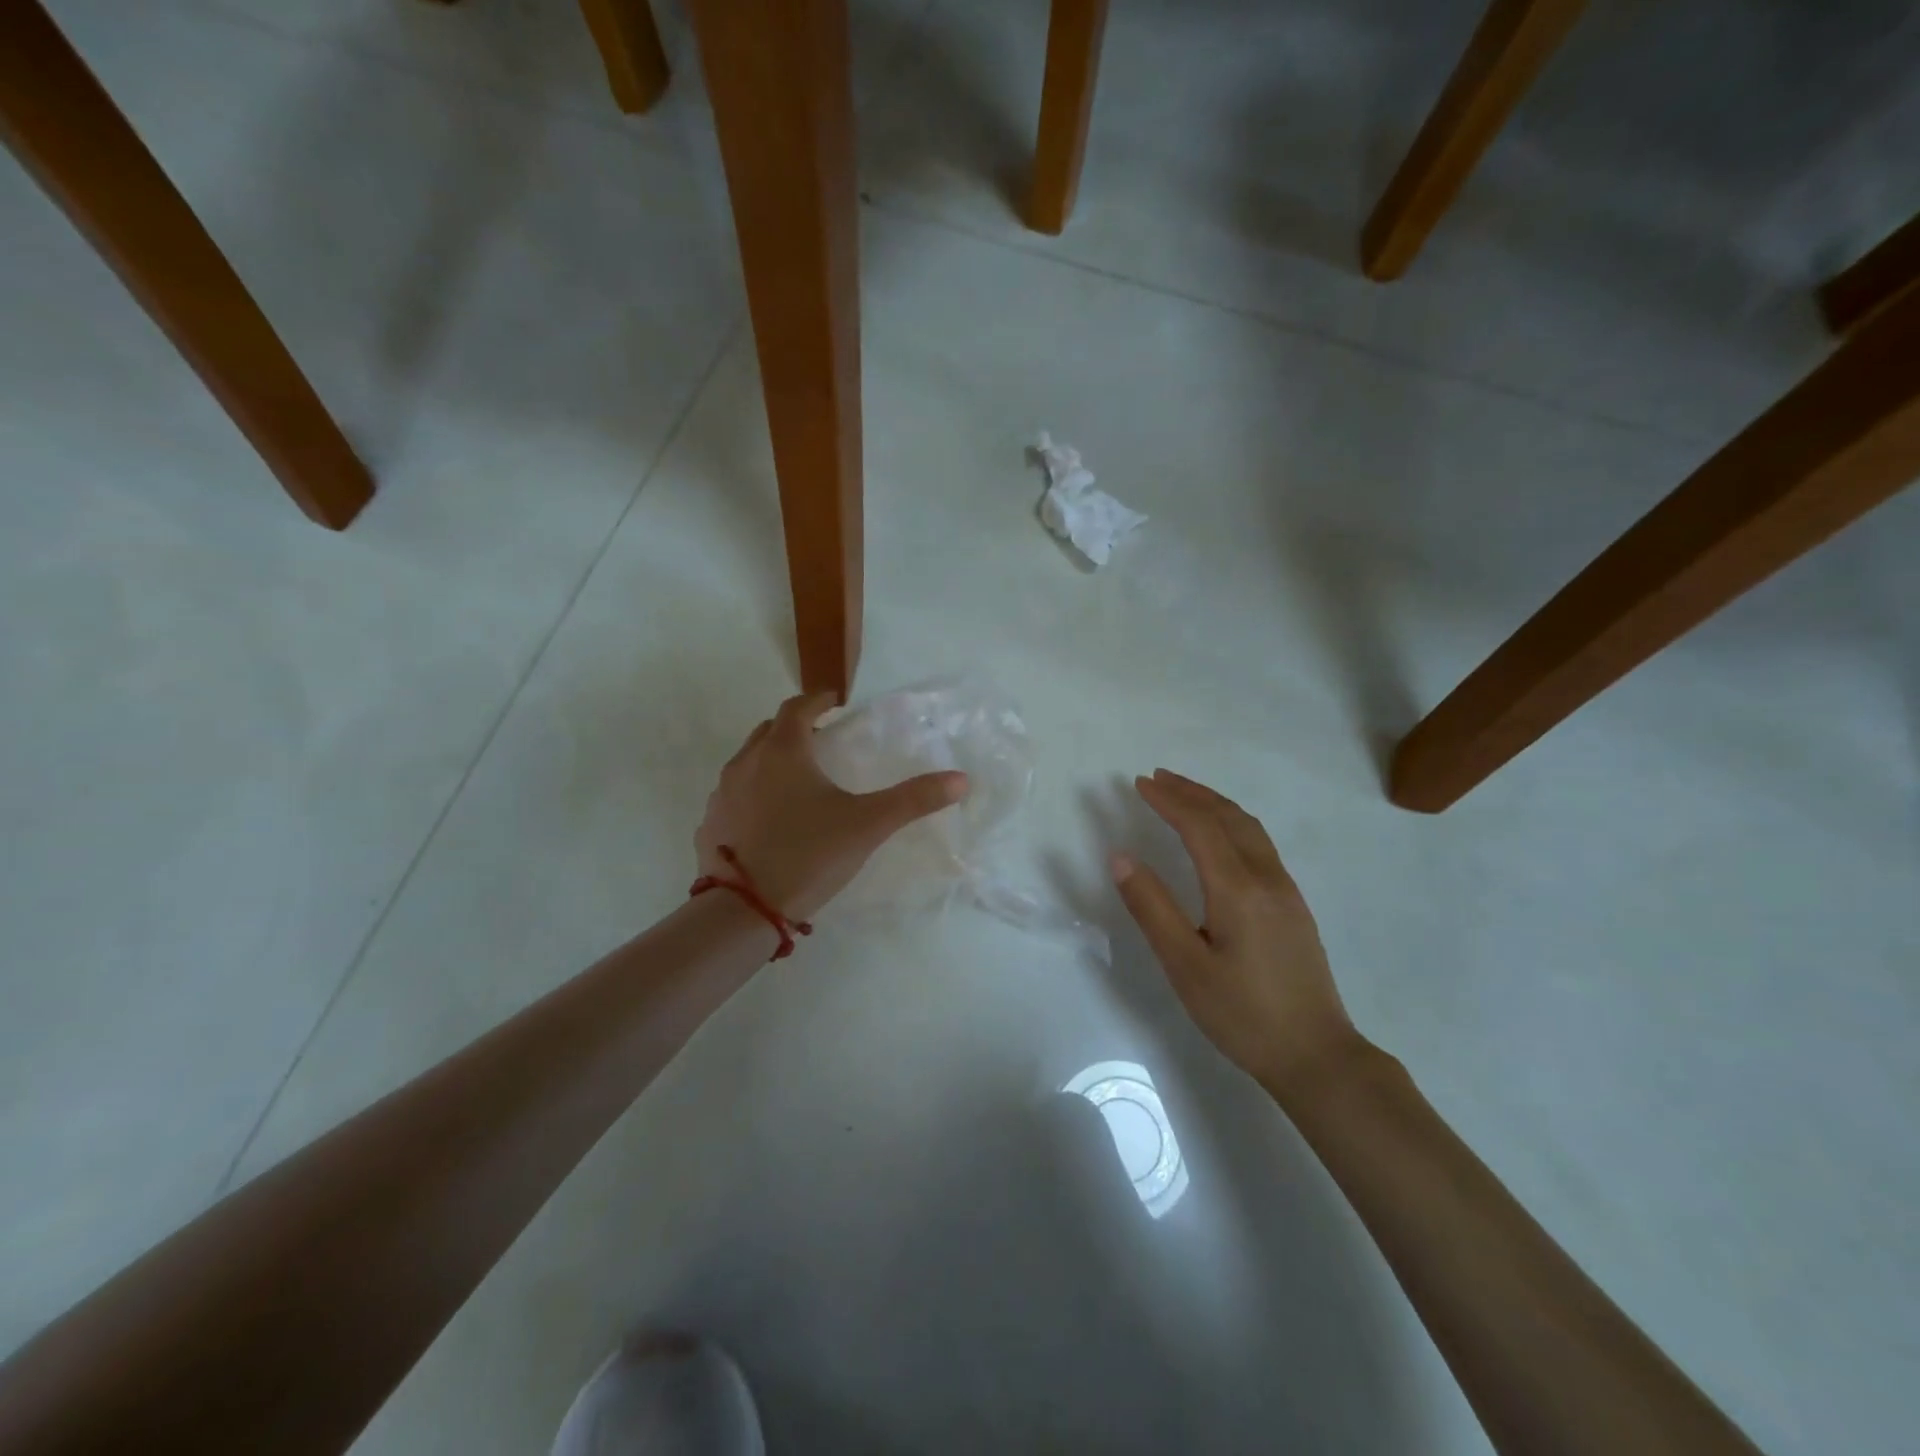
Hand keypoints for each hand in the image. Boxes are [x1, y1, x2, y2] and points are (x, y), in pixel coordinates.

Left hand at [697, 692, 968, 922]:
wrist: (745, 910)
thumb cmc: (810, 854)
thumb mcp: (869, 825)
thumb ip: (914, 799)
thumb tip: (961, 780)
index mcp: (783, 751)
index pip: (798, 707)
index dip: (819, 700)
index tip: (835, 703)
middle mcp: (746, 762)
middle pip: (770, 730)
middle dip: (795, 728)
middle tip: (821, 741)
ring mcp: (722, 794)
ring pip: (748, 761)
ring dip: (772, 760)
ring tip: (798, 781)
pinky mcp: (711, 824)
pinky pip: (734, 795)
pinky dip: (753, 794)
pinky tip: (771, 820)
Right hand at [1112, 769, 1362, 1097]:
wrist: (1317, 1055)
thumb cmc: (1242, 1014)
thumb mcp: (1185, 965)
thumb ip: (1152, 907)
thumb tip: (1120, 857)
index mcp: (1237, 889)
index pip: (1199, 827)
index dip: (1168, 801)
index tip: (1139, 784)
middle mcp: (1266, 878)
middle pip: (1228, 817)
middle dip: (1191, 792)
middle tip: (1157, 778)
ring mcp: (1286, 891)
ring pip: (1249, 828)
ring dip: (1214, 804)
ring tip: (1185, 795)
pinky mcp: (1293, 906)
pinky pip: (1260, 844)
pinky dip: (1232, 823)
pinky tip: (1220, 836)